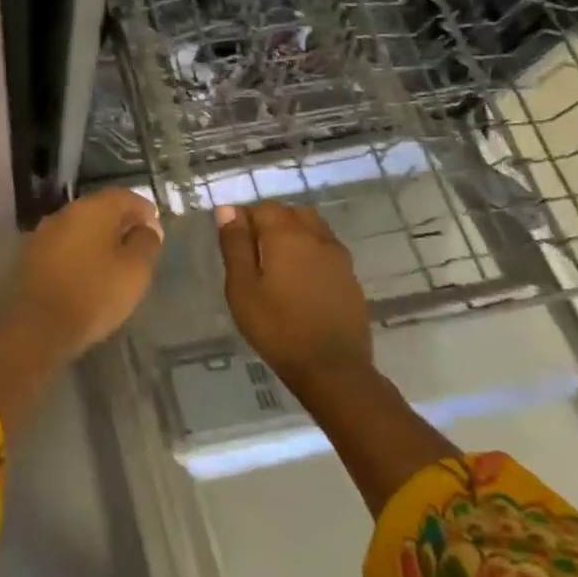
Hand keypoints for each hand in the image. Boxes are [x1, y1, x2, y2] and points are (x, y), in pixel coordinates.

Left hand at [11, 188, 164, 355]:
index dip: (143, 209)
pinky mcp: (30, 256)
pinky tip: (86, 273)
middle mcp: (65, 213)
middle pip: (99, 209)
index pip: (123, 196)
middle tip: (136, 244)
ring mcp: (43, 233)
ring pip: (79, 228)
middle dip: (119, 223)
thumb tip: (147, 228)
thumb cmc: (95, 293)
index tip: (155, 228)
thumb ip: (146, 243)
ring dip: (97, 239)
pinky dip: (78, 253)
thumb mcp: (135, 270)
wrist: (38, 325)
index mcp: (92, 209)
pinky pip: (63, 247)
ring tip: (113, 262)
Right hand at [216, 203, 373, 381]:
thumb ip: (235, 245)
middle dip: (270, 223)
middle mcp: (316, 236)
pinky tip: (301, 280)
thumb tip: (227, 209)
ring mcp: (338, 256)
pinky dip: (311, 252)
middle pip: (291, 213)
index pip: (263, 208)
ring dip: (294, 234)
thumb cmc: (277, 327)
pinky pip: (327, 249)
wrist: (332, 368)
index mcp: (286, 234)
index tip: (234, 244)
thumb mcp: (242, 288)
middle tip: (254, 254)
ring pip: (313, 228)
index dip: (245, 219)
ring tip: (278, 264)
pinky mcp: (350, 276)